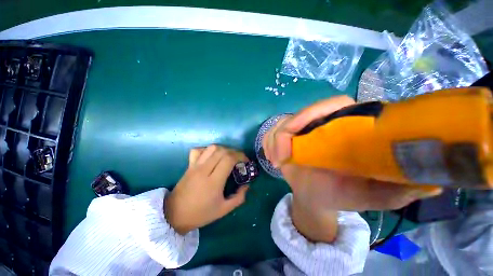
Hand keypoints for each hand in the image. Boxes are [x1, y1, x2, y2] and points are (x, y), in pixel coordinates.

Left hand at [165, 145, 249, 234]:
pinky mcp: (189, 165)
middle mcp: (204, 170)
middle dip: (235, 152)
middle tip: (239, 159)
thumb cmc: (200, 214)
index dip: (240, 156)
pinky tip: (212, 156)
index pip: (229, 159)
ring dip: (223, 149)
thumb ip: (239, 198)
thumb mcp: (223, 210)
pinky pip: (198, 150)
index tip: (246, 161)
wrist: (174, 215)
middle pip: (222, 151)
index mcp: (213, 182)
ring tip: (228, 156)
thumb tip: (247, 185)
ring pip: (212, 148)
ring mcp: (195, 166)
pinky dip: (208, 149)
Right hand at [263, 96, 441, 241]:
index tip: (301, 137)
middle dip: (287, 131)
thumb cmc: (343, 194)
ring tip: (276, 162)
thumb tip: (436, 183)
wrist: (316, 196)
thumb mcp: (373, 196)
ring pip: (282, 122)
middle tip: (281, 158)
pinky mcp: (285, 137)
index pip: (334, 105)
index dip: (314, 114)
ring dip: (274, 140)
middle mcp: (321, 123)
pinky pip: (271, 132)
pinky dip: (268, 143)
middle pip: (301, 114)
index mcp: (346, 128)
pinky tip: (273, 158)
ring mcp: (300, 130)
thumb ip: (400, 190)